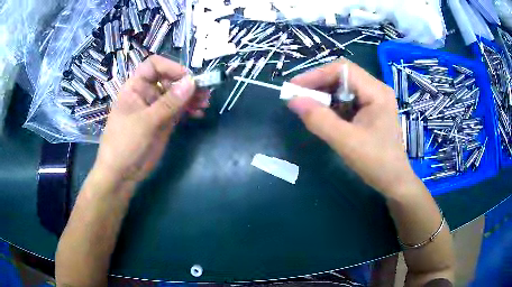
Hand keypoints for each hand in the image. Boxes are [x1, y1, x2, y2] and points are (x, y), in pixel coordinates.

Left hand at [93, 55, 209, 189]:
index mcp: (135, 87)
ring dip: (191, 97)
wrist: (121, 174)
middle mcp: (146, 94)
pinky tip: (199, 113)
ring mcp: (156, 108)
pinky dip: (189, 110)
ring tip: (205, 103)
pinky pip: (179, 110)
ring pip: (177, 95)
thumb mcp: (146, 122)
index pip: (153, 65)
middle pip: (169, 79)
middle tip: (204, 92)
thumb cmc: (125, 144)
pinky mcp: (163, 122)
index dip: (170, 67)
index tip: (188, 78)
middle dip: (186, 84)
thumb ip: (169, 102)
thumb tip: (192, 82)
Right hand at [287, 59, 415, 194]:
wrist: (394, 182)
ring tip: (306, 106)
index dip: (316, 74)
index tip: (294, 87)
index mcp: (376, 91)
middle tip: (297, 97)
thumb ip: (320, 120)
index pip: (343, 69)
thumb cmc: (377, 163)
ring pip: (343, 87)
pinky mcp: (370, 111)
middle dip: (318, 84)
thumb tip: (293, 100)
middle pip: (342, 76)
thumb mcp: (346, 142)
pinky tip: (322, 115)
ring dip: (323, 94)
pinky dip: (331, 105)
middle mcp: (376, 90)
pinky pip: (347, 100)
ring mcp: (374, 100)